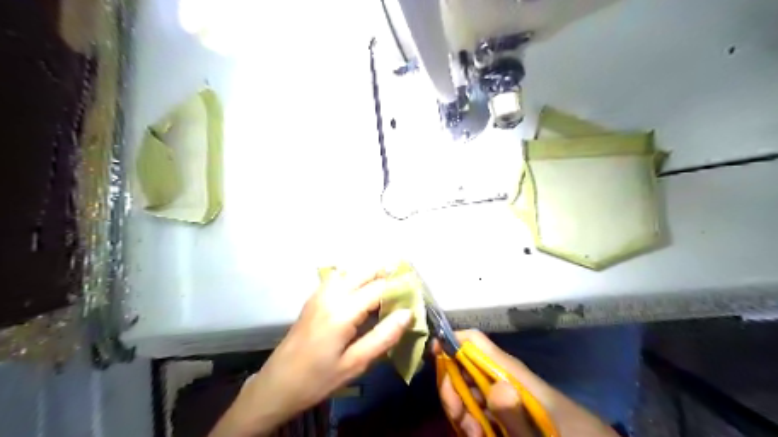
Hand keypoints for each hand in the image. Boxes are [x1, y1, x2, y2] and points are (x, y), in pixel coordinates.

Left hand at [210, 270, 416, 435]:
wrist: (276, 384)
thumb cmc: (318, 379)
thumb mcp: (355, 364)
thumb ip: (383, 337)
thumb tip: (407, 313)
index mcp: (342, 311)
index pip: (378, 288)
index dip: (399, 286)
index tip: (416, 291)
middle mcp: (331, 294)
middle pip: (364, 271)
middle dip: (386, 273)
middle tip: (405, 283)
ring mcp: (319, 294)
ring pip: (351, 271)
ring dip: (371, 273)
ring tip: (388, 285)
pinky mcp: (313, 298)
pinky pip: (339, 277)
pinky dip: (355, 277)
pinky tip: (362, 289)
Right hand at [437, 331, 545, 435]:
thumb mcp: (543, 435)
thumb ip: (519, 417)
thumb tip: (495, 386)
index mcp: (513, 373)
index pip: (475, 342)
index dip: (451, 341)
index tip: (433, 354)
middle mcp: (505, 378)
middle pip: (465, 367)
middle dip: (452, 387)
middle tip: (458, 416)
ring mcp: (505, 396)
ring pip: (468, 389)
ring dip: (461, 409)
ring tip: (472, 433)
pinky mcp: (507, 411)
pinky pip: (479, 407)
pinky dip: (472, 420)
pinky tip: (478, 434)